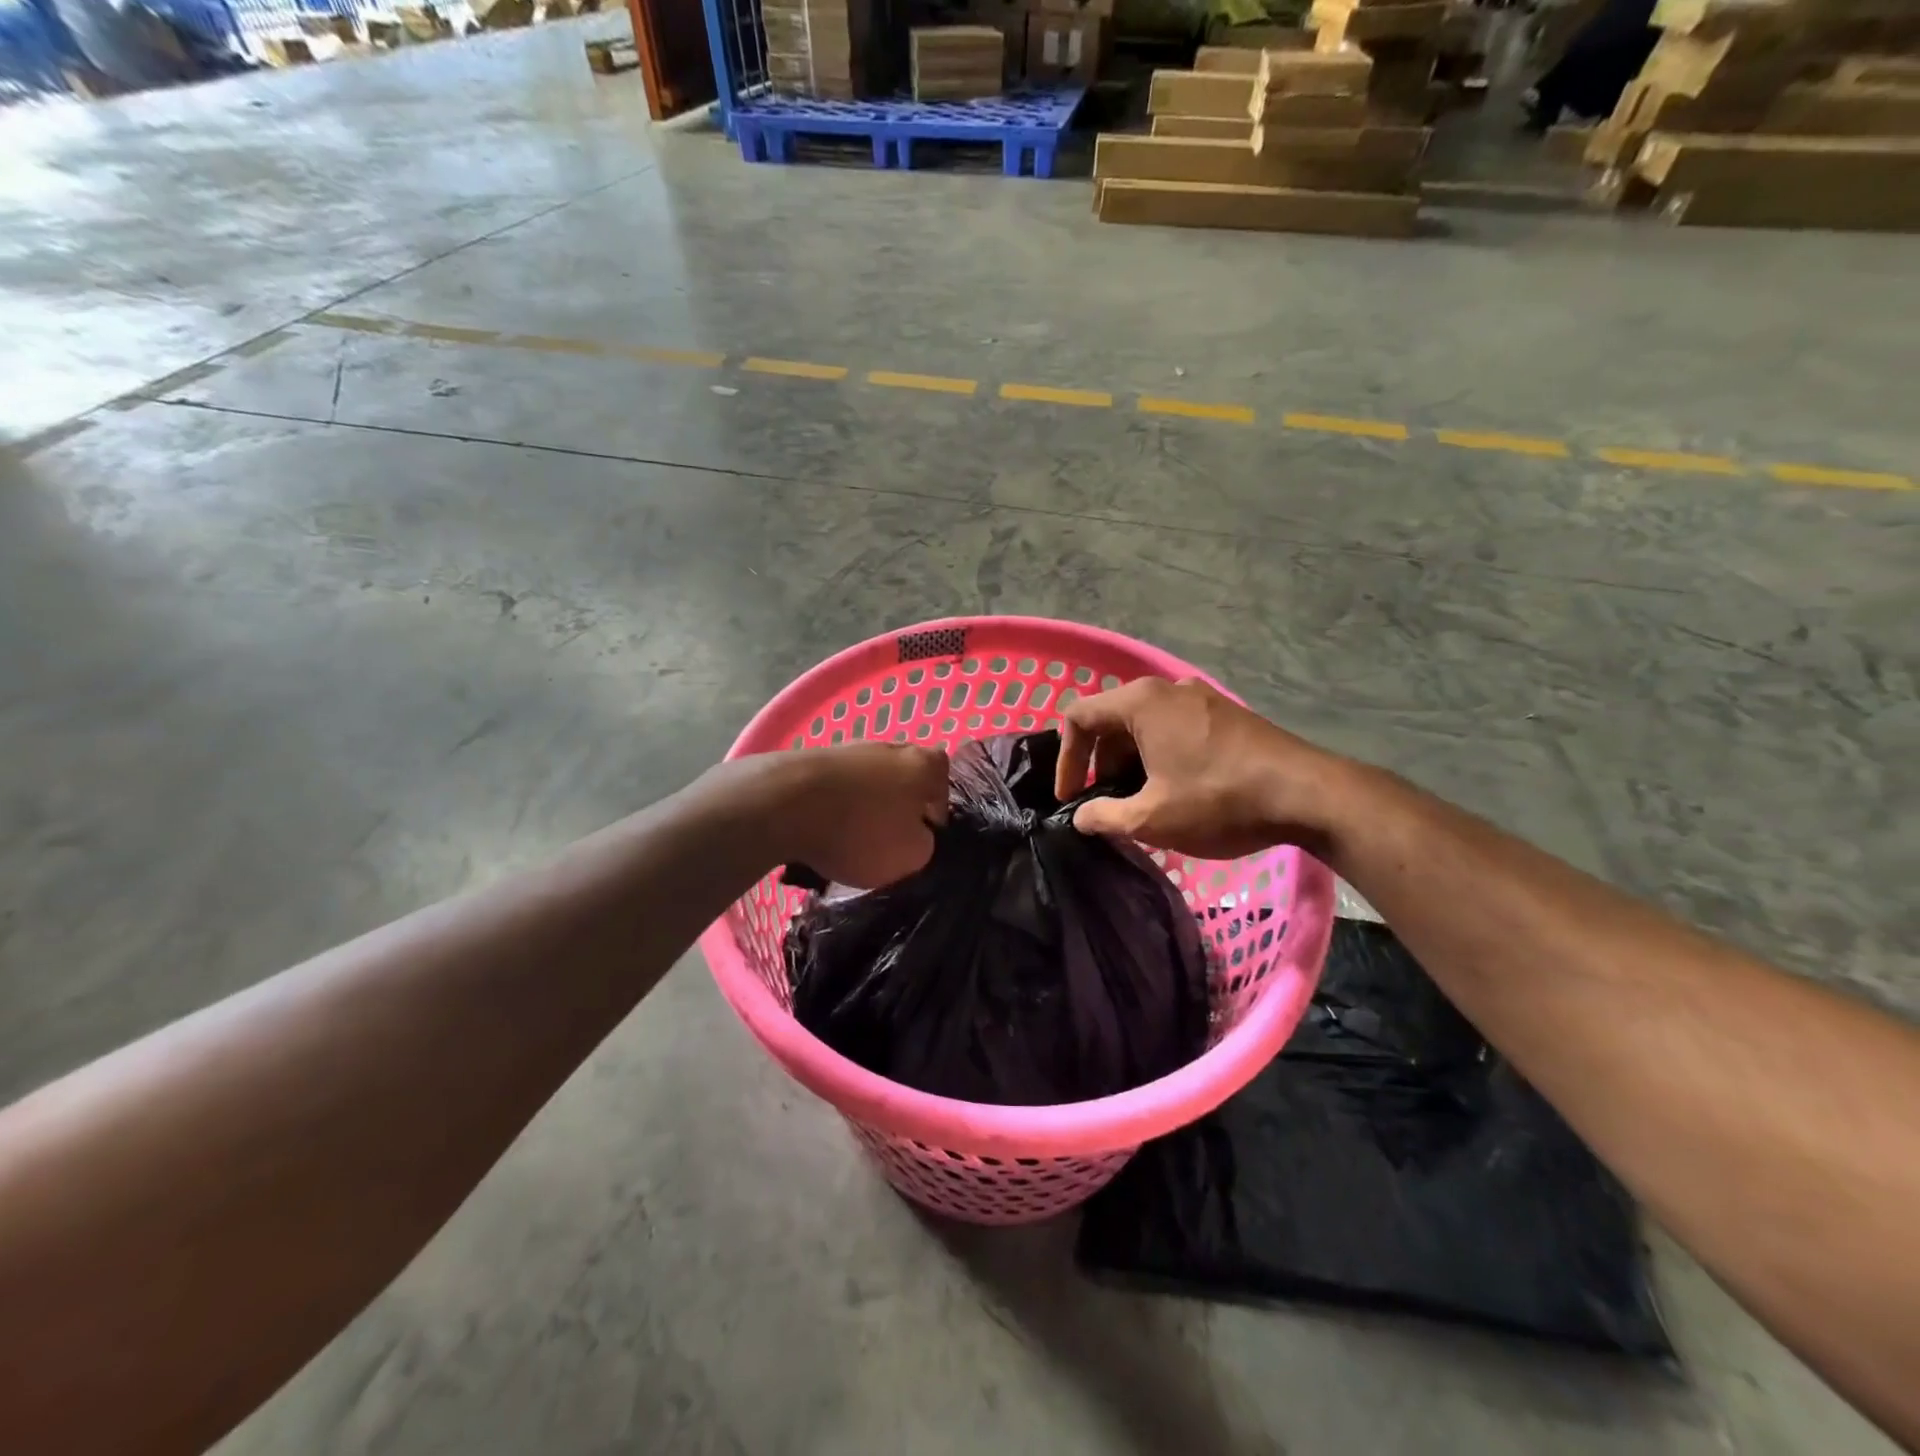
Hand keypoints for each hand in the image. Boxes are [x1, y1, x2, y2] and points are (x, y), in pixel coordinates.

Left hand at [751, 743, 949, 888]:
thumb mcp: (912, 855)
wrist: (784, 803)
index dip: (936, 814)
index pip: (943, 784)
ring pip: (867, 781)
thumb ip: (924, 843)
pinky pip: (835, 786)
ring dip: (862, 806)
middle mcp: (891, 746)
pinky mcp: (812, 758)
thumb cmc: (861, 830)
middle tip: (887, 839)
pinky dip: (832, 806)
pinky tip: (821, 830)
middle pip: (903, 778)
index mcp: (924, 764)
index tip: (922, 838)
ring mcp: (849, 748)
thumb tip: (914, 834)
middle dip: (898, 806)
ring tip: (848, 839)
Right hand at [1052, 677, 1350, 859]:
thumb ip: (1105, 817)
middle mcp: (1168, 689)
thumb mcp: (1152, 818)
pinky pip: (1175, 729)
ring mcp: (1201, 698)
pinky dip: (1160, 756)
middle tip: (1107, 804)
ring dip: (1130, 763)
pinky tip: (1175, 791)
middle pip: (1112, 720)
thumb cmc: (1219, 800)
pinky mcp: (1226, 714)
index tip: (1071, 797)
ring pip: (1145, 726)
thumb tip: (1081, 817)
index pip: (1078, 717)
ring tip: (1140, 803)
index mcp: (1141, 702)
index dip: (1066, 759)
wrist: (1307, 794)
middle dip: (1100, 764)